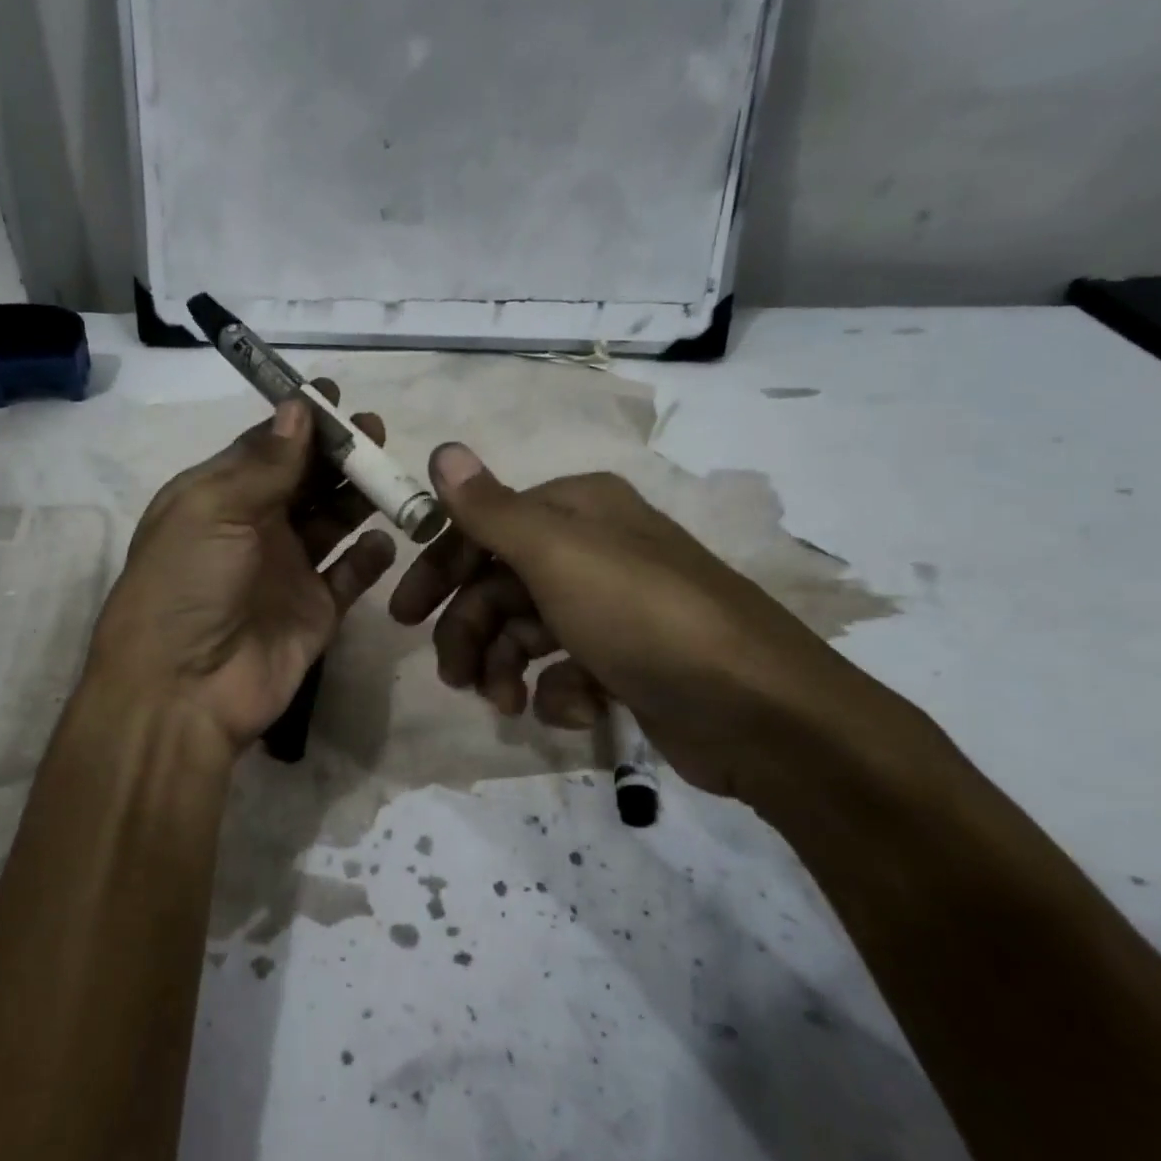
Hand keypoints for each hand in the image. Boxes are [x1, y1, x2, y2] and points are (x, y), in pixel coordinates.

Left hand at [85, 386, 397, 754]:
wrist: (184, 690)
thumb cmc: (186, 585)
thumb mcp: (212, 510)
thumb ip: (263, 463)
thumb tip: (298, 408)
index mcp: (217, 498)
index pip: (265, 448)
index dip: (300, 423)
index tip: (336, 397)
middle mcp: (254, 529)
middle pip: (305, 480)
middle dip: (338, 454)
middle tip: (376, 430)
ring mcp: (288, 570)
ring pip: (332, 521)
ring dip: (359, 496)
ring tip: (390, 475)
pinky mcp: (316, 610)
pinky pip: (351, 575)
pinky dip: (369, 556)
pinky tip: (385, 539)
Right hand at [390, 444, 912, 806]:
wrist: (756, 711)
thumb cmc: (642, 618)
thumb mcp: (557, 556)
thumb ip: (492, 510)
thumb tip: (443, 449)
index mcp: (578, 510)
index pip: (485, 527)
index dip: (440, 568)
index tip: (405, 614)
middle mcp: (594, 550)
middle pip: (501, 584)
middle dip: (471, 631)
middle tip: (453, 676)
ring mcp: (612, 608)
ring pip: (527, 631)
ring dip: (505, 667)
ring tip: (504, 703)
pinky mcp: (627, 661)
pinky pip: (567, 669)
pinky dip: (558, 691)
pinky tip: (576, 709)